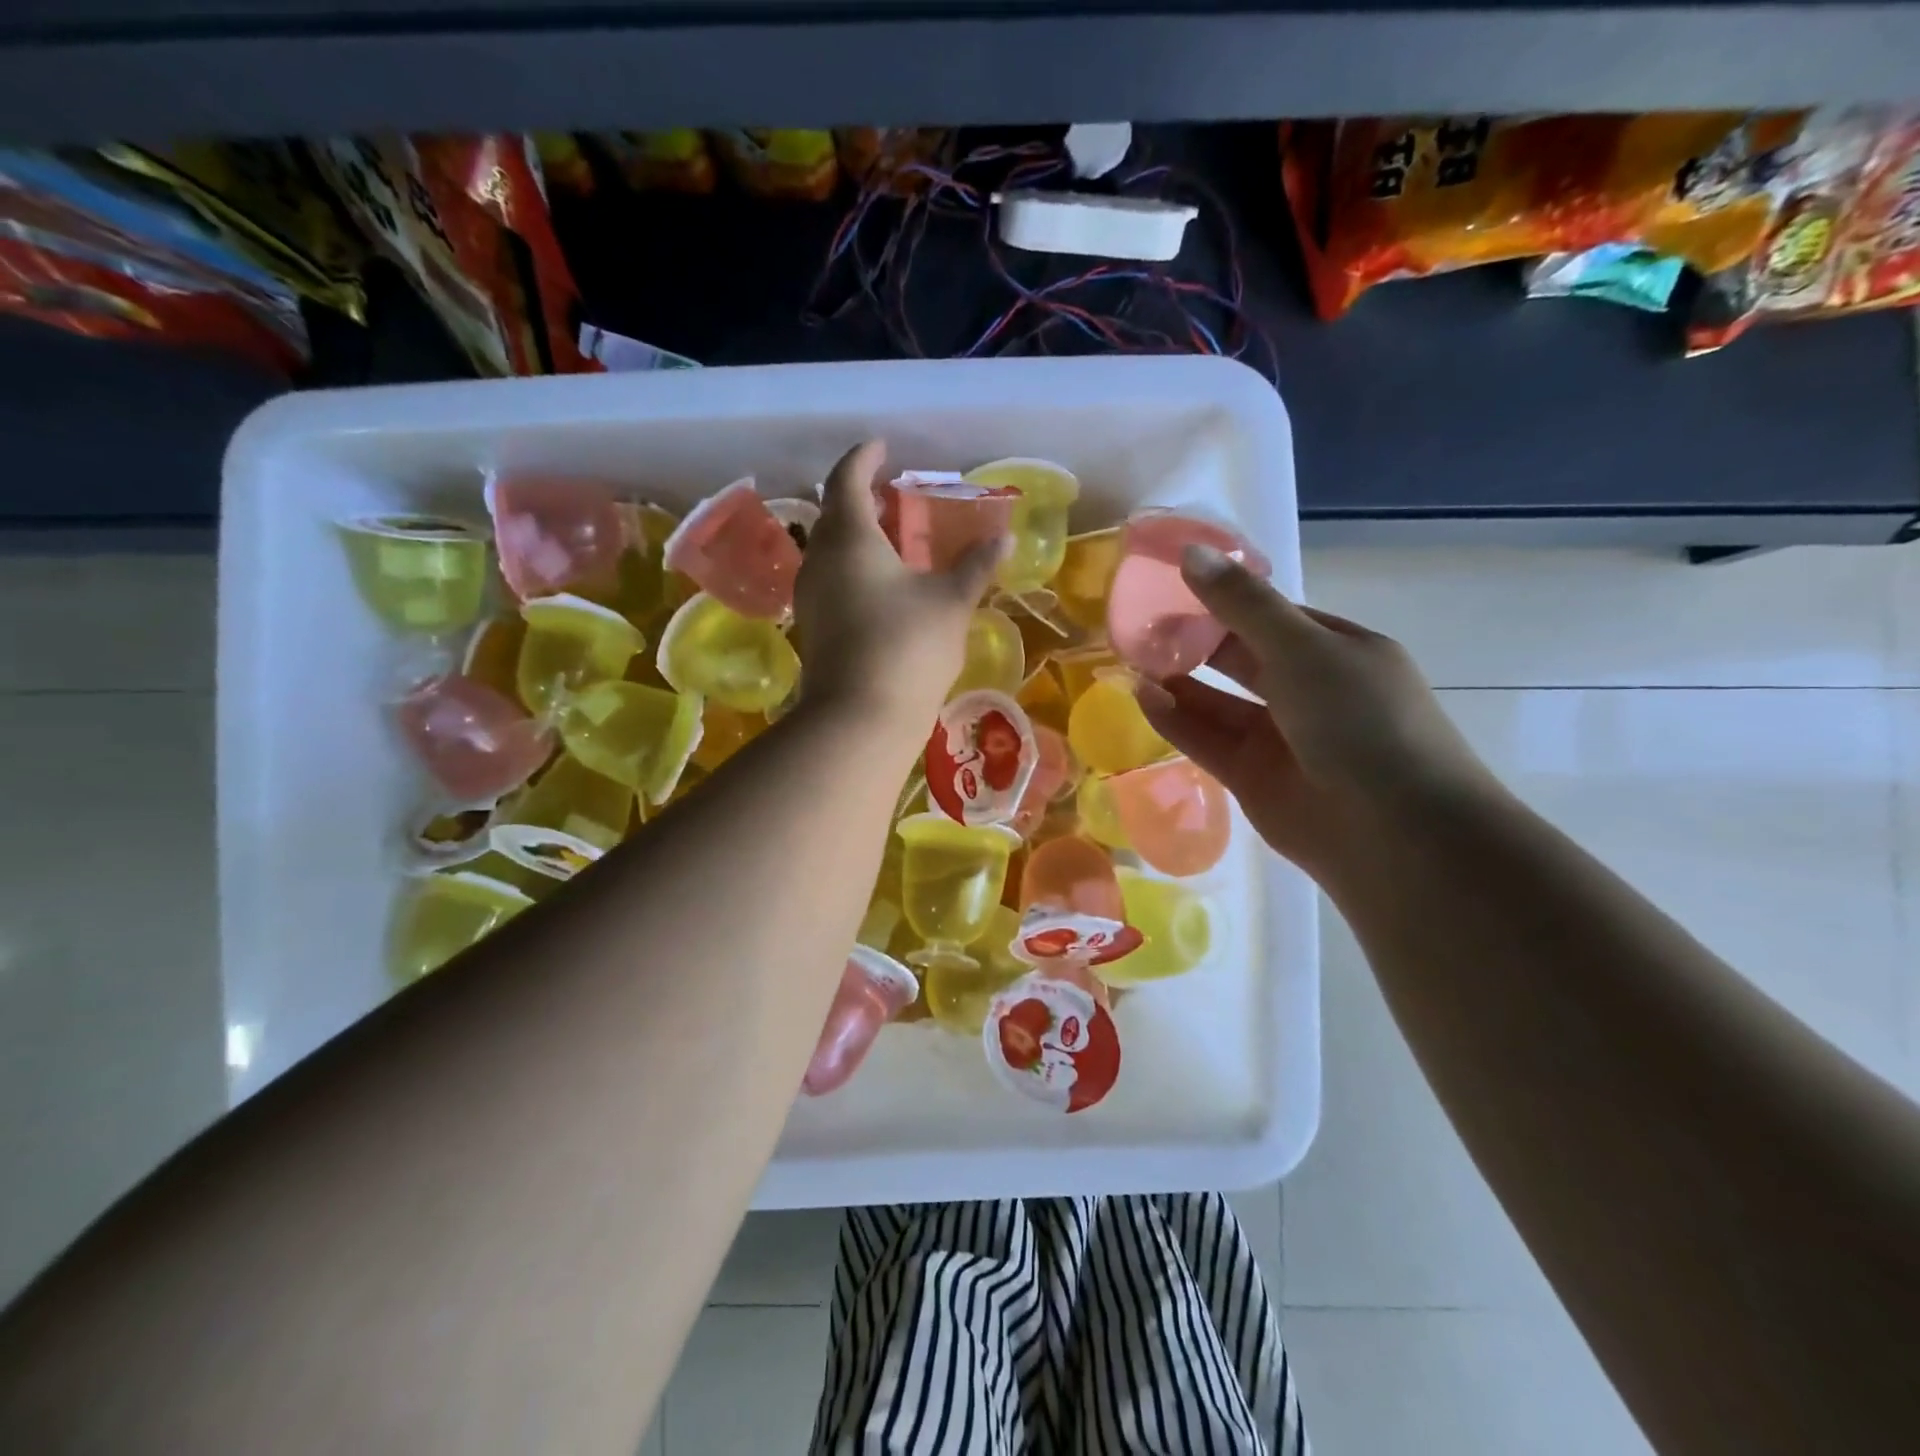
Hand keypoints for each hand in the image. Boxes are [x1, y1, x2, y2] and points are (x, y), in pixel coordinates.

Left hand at [793, 440, 1003, 730]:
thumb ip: (975, 566)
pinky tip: (880, 583)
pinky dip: (852, 566)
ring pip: (830, 548)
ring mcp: (811, 595)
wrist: (860, 717)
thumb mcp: (950, 602)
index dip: (865, 458)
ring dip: (856, 534)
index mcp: (850, 538)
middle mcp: (821, 559)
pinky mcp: (813, 626)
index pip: (848, 479)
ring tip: (890, 537)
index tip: (883, 447)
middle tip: (891, 494)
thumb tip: (1003, 540)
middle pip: (834, 513)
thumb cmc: (908, 647)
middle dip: (860, 497)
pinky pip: (830, 578)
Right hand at [1135, 545, 1496, 877]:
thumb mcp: (1303, 649)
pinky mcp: (1251, 777)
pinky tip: (1142, 697)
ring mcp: (1279, 737)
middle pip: (1239, 657)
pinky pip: (1207, 739)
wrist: (1394, 833)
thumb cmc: (1361, 722)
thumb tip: (1190, 554)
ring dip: (1178, 681)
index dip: (1224, 598)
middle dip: (1193, 640)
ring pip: (1217, 702)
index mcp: (1336, 650)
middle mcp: (1308, 691)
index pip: (1271, 615)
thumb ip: (1242, 605)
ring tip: (1130, 659)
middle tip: (1139, 623)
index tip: (1171, 583)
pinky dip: (1176, 720)